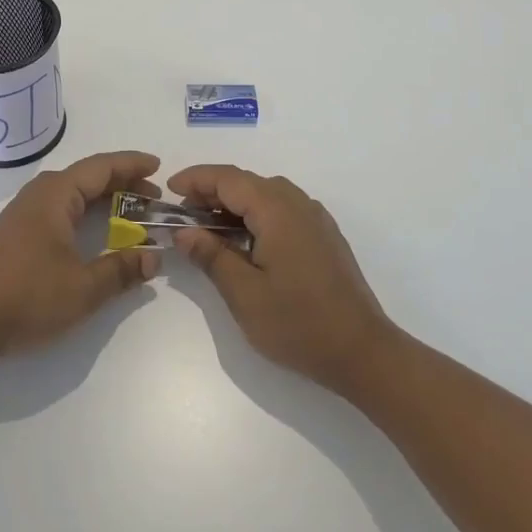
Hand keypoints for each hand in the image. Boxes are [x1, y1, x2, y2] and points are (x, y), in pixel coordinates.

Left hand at [0, 150, 163, 360]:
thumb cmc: (26, 297)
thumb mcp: (83, 288)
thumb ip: (121, 270)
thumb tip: (153, 258)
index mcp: (54, 195)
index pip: (100, 167)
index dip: (131, 165)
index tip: (158, 166)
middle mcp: (38, 195)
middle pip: (87, 177)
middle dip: (122, 183)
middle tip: (154, 197)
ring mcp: (23, 214)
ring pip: (71, 194)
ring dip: (103, 199)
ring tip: (132, 212)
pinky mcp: (15, 235)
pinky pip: (59, 209)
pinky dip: (85, 213)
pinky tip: (94, 232)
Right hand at [168, 165, 397, 394]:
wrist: (362, 352)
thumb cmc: (298, 324)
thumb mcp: (244, 294)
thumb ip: (212, 256)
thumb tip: (185, 232)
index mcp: (278, 211)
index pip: (229, 178)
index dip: (196, 179)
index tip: (169, 191)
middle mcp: (299, 205)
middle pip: (248, 182)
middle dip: (212, 191)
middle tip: (184, 215)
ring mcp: (316, 220)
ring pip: (267, 195)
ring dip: (235, 203)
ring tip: (208, 228)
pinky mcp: (324, 237)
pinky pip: (283, 210)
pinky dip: (257, 215)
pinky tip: (245, 242)